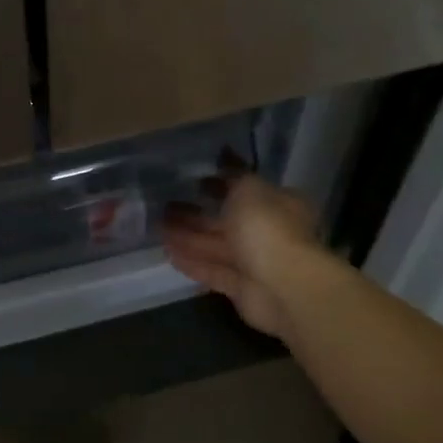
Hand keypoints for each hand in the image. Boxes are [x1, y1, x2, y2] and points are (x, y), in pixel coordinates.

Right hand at [162, 172, 329, 341]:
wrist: (284, 287)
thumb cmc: (267, 228)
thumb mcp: (249, 189)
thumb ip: (233, 174)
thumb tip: (226, 154)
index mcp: (278, 205)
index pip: (246, 191)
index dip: (221, 184)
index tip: (194, 181)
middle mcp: (269, 232)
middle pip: (228, 221)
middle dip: (197, 214)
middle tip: (166, 206)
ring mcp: (256, 263)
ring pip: (217, 246)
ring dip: (189, 237)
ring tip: (158, 228)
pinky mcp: (242, 288)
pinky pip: (213, 271)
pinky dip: (193, 262)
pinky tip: (169, 253)